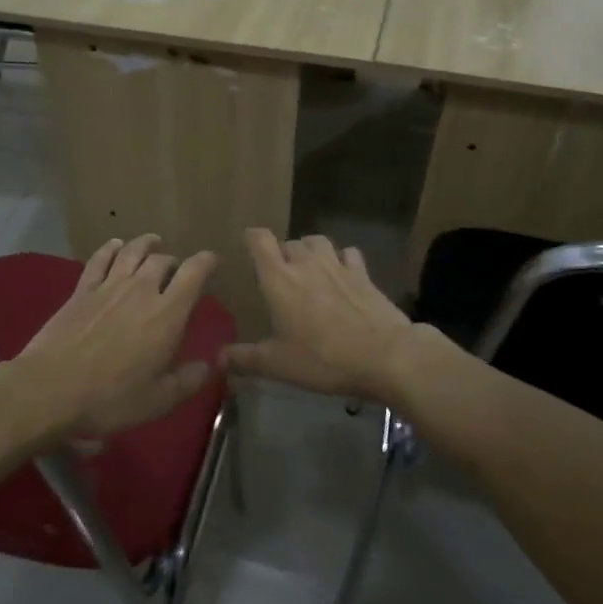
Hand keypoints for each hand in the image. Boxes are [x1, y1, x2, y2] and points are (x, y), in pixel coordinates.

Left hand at [10, 236, 218, 438]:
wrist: (50, 390)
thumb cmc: (110, 399)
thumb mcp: (158, 400)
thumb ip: (188, 380)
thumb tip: (212, 364)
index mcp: (167, 314)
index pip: (194, 273)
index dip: (206, 262)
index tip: (212, 261)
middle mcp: (141, 290)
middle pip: (163, 261)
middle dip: (175, 262)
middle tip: (178, 271)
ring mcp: (108, 286)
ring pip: (132, 252)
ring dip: (146, 244)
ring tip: (154, 242)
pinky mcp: (81, 290)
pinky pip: (99, 259)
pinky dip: (111, 248)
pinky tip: (115, 245)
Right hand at [223, 230, 415, 399]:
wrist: (385, 355)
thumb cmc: (323, 358)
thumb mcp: (278, 365)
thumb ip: (245, 358)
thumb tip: (217, 358)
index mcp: (279, 279)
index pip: (260, 241)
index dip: (252, 238)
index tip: (248, 247)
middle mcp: (306, 263)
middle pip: (289, 242)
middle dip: (281, 253)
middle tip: (280, 276)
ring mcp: (338, 265)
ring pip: (318, 241)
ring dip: (310, 250)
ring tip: (309, 268)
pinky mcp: (364, 274)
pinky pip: (349, 254)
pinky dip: (342, 259)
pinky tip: (343, 274)